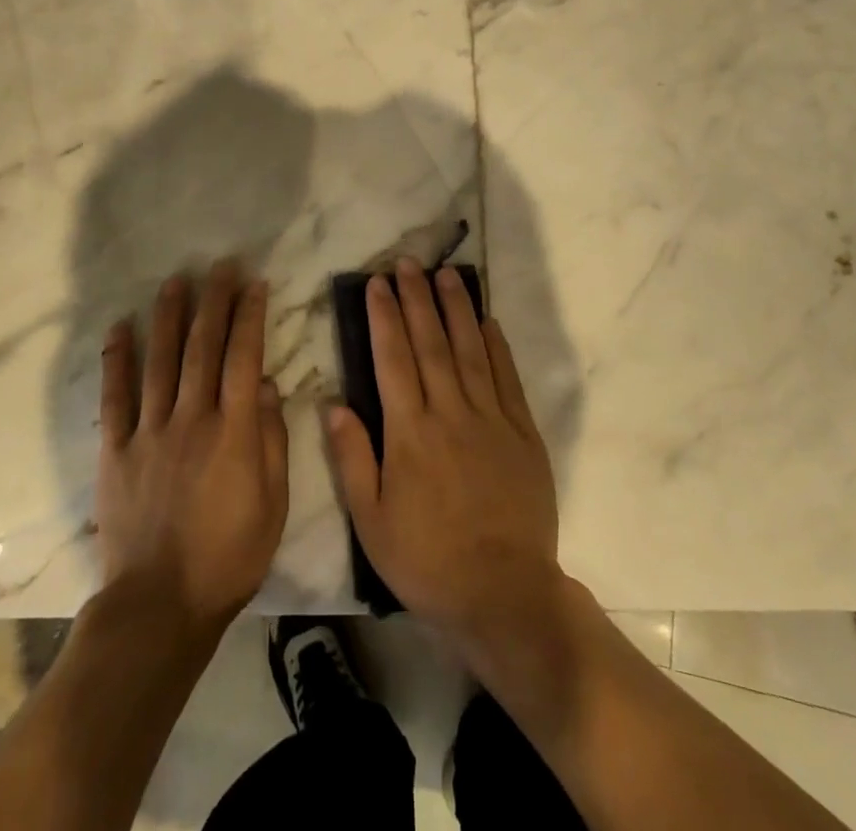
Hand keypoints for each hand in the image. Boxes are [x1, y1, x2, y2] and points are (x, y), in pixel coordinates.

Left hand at [96, 261, 289, 629]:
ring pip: (161, 360)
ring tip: (175, 280)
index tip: (254, 283)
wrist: (159, 606)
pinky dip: (117, 360)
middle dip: (214, 301)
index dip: (250, 315)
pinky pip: (116, 397)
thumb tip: (266, 385)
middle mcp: (192, 418)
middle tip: (220, 265)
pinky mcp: (116, 450)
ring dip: (169, 316)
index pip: (245, 357)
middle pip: (203, 347)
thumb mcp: (272, 504)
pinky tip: (120, 327)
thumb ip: (271, 440)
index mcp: (233, 431)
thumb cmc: (228, 557)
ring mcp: (150, 431)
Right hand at [326, 258, 560, 641]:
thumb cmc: (427, 559)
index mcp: (410, 433)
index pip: (392, 359)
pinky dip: (496, 345)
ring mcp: (491, 419)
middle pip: (430, 343)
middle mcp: (450, 414)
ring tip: (445, 274)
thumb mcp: (371, 521)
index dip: (384, 317)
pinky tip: (487, 320)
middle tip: (408, 263)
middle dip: (416, 299)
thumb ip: (352, 459)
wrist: (502, 592)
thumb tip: (333, 405)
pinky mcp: (522, 433)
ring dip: (455, 308)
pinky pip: (507, 378)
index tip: (377, 283)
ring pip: (470, 350)